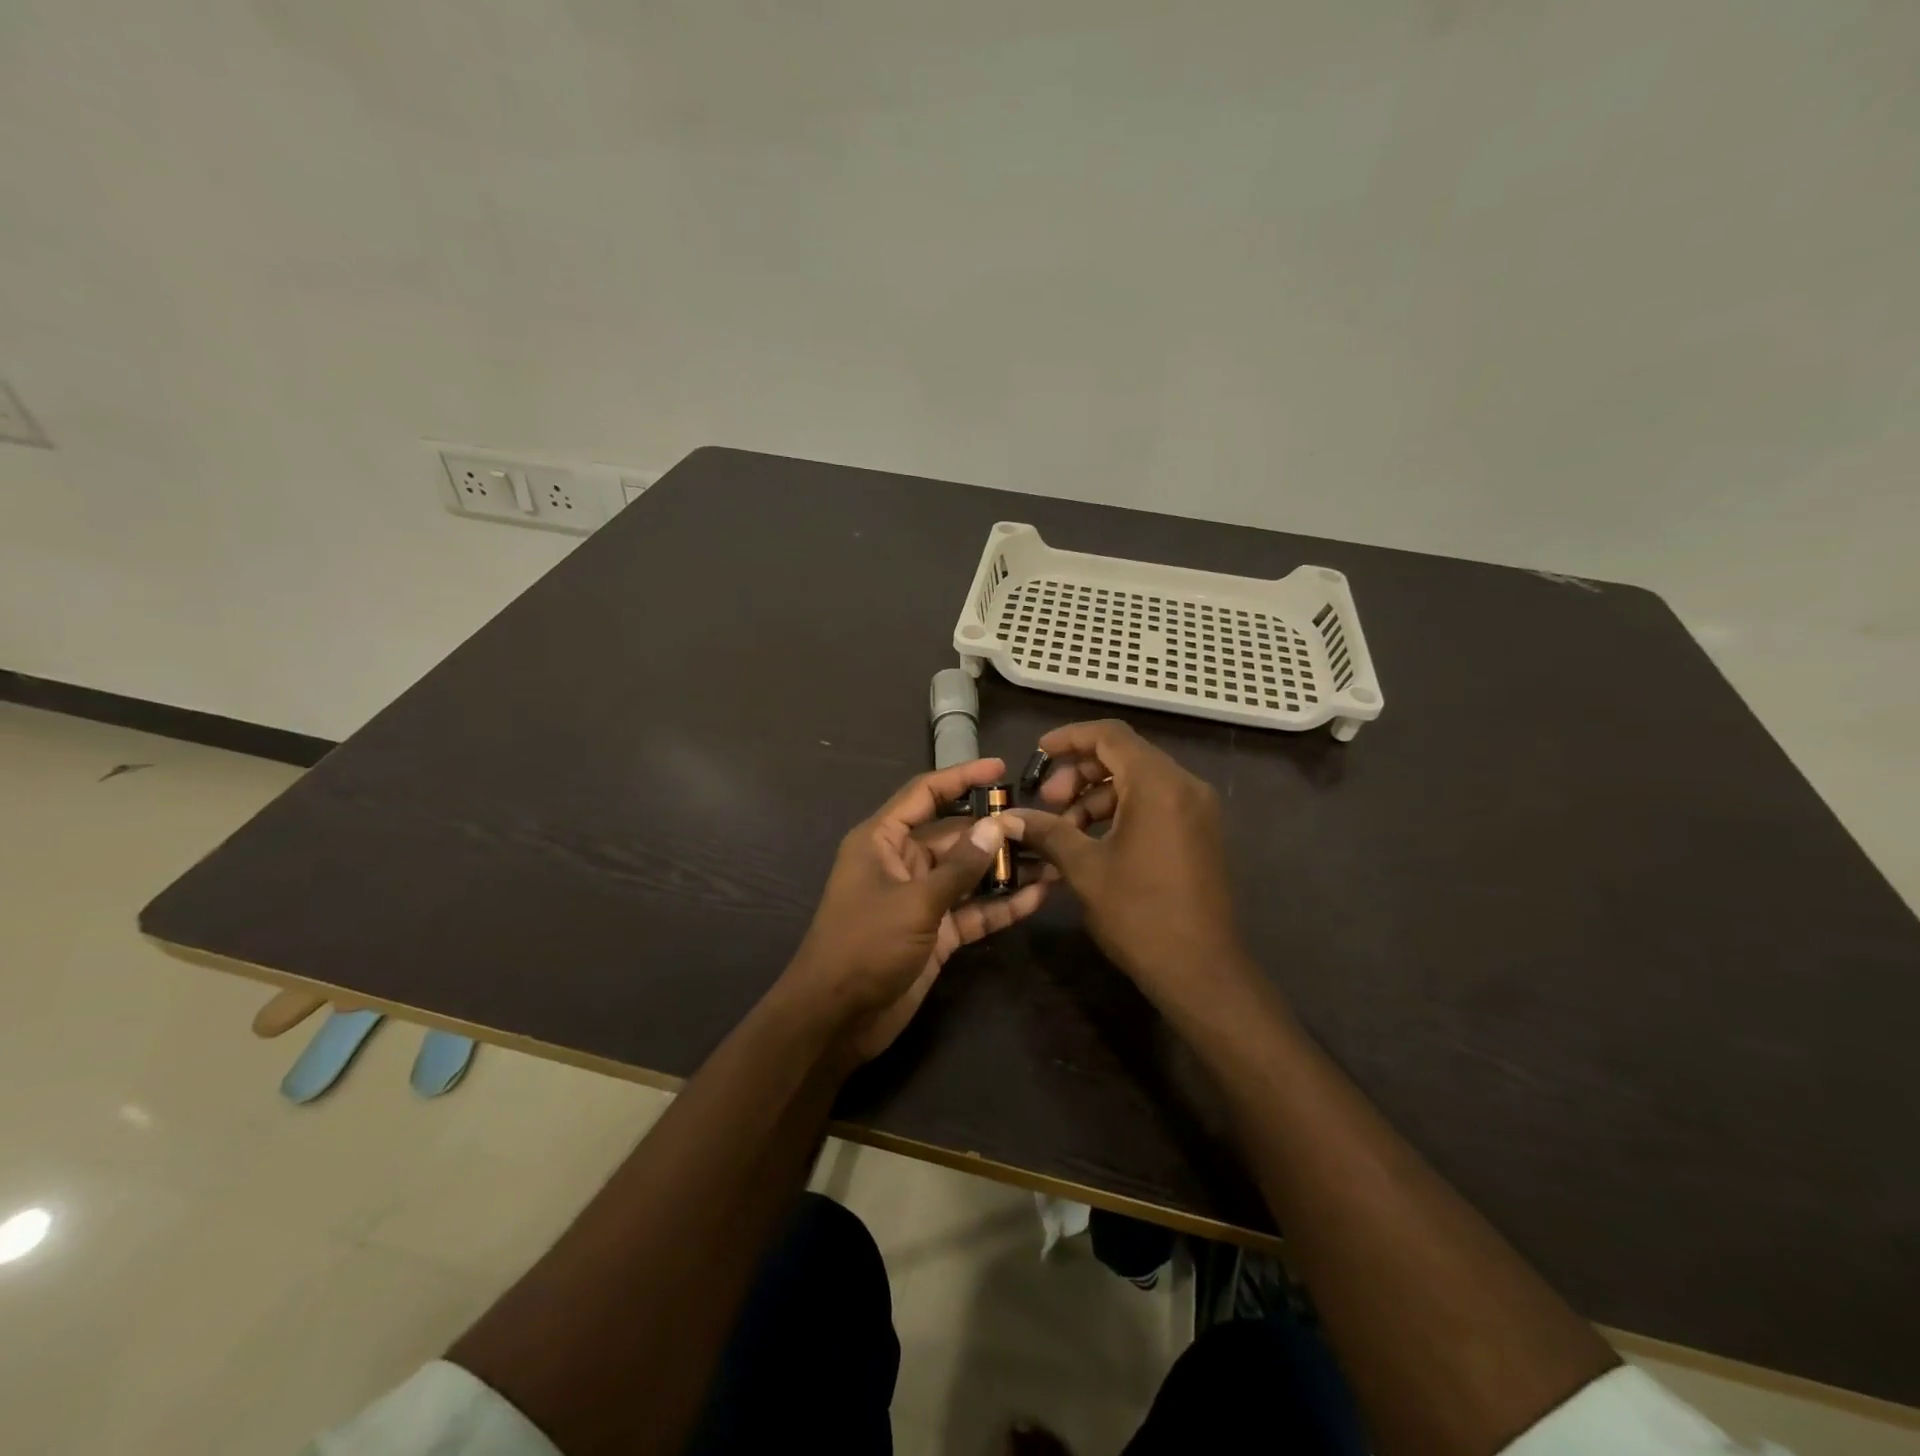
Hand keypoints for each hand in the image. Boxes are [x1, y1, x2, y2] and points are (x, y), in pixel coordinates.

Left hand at [780, 758, 1048, 1062]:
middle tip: (1044, 823)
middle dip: (995, 830)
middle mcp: (902, 862)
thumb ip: (959, 867)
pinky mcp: (936, 933)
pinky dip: (1002, 905)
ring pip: (969, 874)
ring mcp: (921, 899)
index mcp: (882, 840)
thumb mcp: (914, 902)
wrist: (836, 1019)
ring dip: (1005, 868)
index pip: (925, 794)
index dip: (961, 777)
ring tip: (1053, 857)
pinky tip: (1039, 896)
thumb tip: (997, 825)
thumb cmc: (864, 946)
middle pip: (955, 835)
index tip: (1000, 768)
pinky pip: (973, 910)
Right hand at [1009, 720, 1246, 1010]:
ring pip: (1139, 782)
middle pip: (1124, 756)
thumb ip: (1047, 832)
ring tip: (1065, 832)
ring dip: (1097, 798)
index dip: (1069, 738)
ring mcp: (1198, 810)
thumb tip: (1008, 818)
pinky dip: (1122, 813)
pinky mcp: (1201, 834)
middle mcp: (1184, 786)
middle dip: (1079, 775)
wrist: (1201, 971)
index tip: (1038, 754)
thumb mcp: (1084, 869)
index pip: (1110, 735)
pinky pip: (1156, 804)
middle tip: (1049, 803)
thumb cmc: (1139, 913)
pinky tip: (1093, 844)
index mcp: (1158, 784)